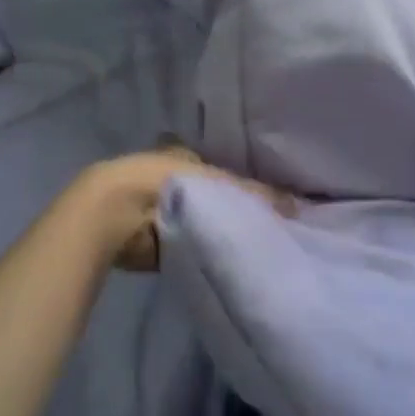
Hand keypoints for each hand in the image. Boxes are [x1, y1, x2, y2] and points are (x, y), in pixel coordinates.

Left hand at [64, 144, 295, 271]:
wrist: (117, 213)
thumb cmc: (167, 183)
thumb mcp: (219, 184)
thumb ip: (256, 195)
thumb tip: (297, 204)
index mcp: (186, 155)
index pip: (222, 169)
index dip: (243, 186)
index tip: (269, 206)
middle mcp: (173, 176)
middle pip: (211, 196)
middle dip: (230, 210)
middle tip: (264, 231)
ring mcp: (159, 206)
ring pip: (199, 220)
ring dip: (214, 231)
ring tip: (250, 249)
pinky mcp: (152, 237)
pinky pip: (186, 243)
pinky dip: (199, 250)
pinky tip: (223, 261)